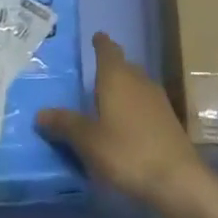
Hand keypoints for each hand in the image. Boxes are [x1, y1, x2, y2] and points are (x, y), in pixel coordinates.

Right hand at [36, 33, 207, 205]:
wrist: (177, 181)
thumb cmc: (126, 152)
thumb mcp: (87, 140)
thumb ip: (64, 124)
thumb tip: (40, 114)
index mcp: (117, 78)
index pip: (108, 51)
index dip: (101, 43)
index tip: (96, 36)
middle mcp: (139, 82)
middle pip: (124, 67)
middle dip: (110, 67)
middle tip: (92, 73)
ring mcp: (158, 101)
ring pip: (136, 85)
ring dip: (122, 88)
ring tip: (104, 99)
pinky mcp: (168, 122)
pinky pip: (145, 105)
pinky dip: (132, 107)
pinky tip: (123, 124)